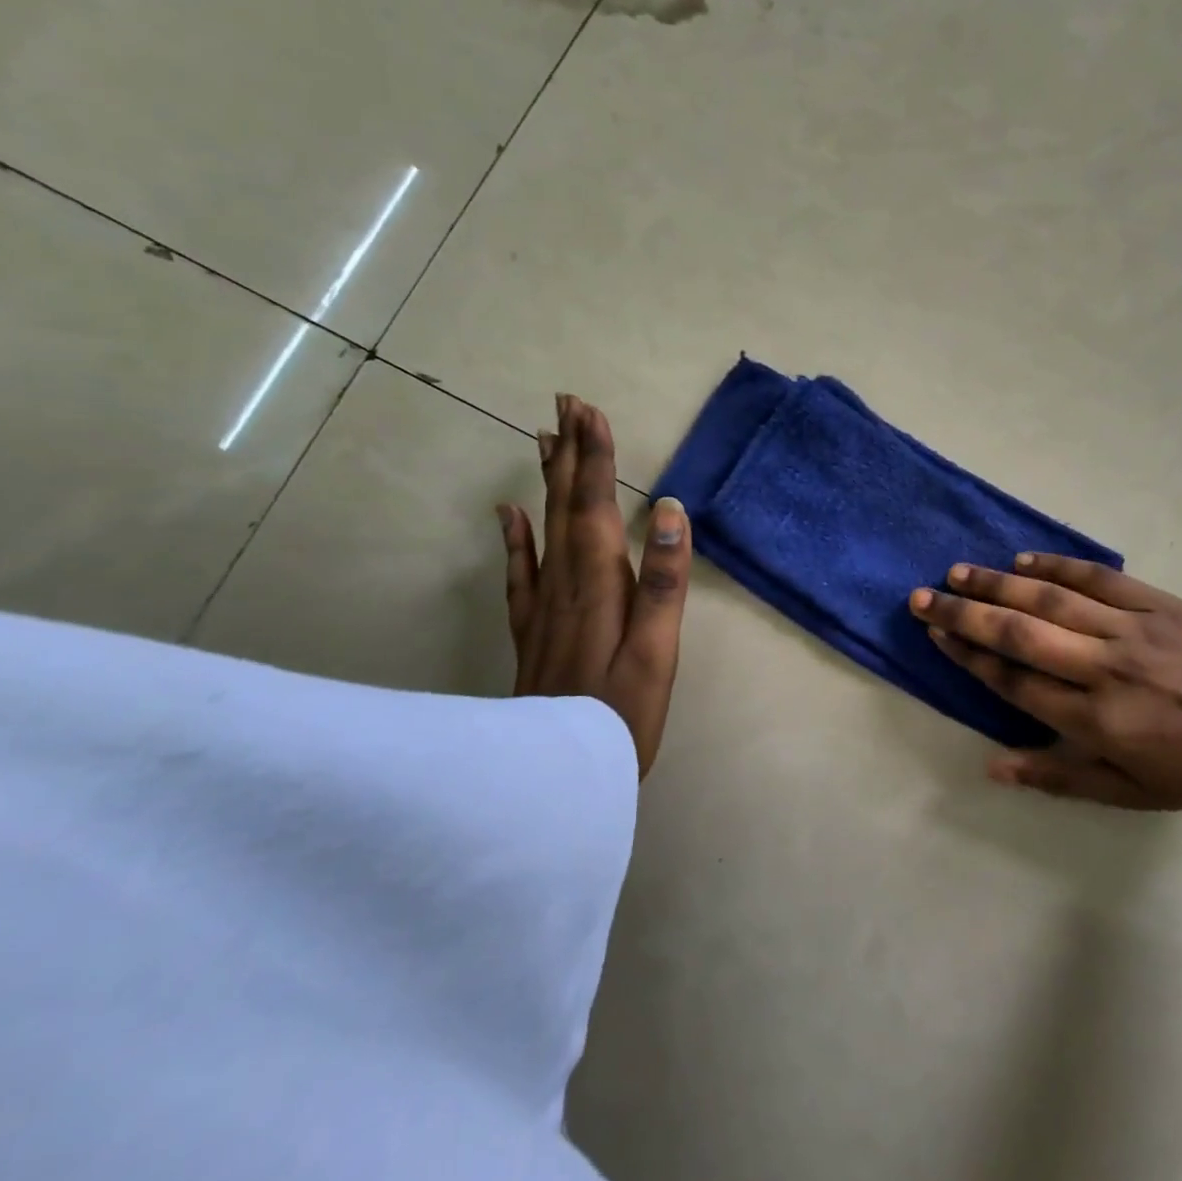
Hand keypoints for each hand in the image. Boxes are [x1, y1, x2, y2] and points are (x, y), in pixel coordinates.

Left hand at [499, 394, 692, 777]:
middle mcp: (566, 583)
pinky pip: (520, 572)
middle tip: (565, 404)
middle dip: (570, 453)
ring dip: (547, 481)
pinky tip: (509, 514)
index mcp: (600, 584)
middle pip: (566, 506)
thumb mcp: (657, 653)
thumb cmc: (621, 715)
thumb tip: (672, 510)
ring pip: (543, 527)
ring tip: (544, 439)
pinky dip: (515, 537)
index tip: (590, 411)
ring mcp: (542, 606)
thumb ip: (664, 582)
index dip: (595, 457)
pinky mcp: (531, 629)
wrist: (555, 776)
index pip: (596, 505)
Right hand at [910, 554, 1181, 809]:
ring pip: (1052, 598)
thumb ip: (1056, 776)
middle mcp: (1104, 667)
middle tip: (923, 596)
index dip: (968, 655)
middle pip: (1020, 633)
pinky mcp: (1160, 603)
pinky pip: (1099, 579)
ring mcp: (1133, 629)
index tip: (935, 632)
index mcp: (1095, 718)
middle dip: (965, 613)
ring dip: (999, 583)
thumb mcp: (1126, 792)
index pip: (1014, 679)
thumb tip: (991, 766)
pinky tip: (1024, 557)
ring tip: (958, 571)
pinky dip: (1059, 565)